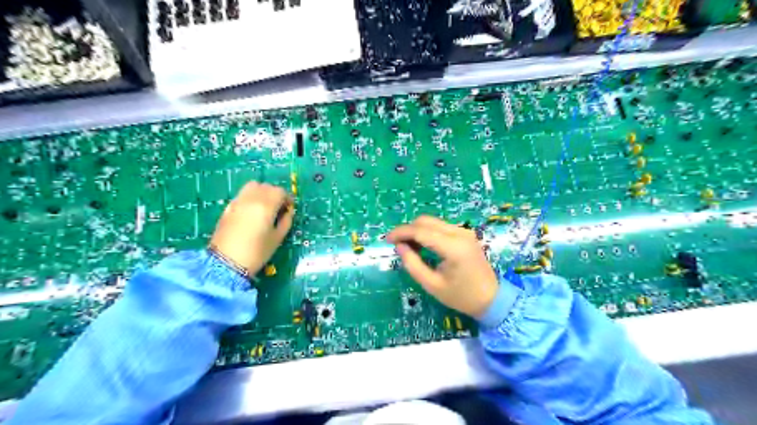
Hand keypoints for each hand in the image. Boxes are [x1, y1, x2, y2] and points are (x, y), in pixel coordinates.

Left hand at [213, 183, 295, 274]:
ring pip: (253, 186)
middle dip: (275, 194)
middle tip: (279, 208)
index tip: (289, 209)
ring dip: (262, 192)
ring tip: (264, 207)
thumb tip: (288, 212)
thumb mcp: (277, 238)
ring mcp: (238, 201)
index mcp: (266, 205)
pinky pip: (243, 194)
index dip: (287, 199)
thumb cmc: (257, 252)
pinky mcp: (228, 207)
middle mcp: (252, 198)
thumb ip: (286, 221)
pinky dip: (251, 197)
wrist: (226, 262)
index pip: (280, 192)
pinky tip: (252, 212)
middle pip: (267, 186)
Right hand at [387, 217, 500, 317]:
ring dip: (417, 230)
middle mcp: (460, 233)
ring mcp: (464, 231)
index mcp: (453, 247)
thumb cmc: (461, 297)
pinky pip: (441, 227)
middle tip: (396, 244)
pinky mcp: (465, 234)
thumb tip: (399, 246)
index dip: (401, 233)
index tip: (387, 240)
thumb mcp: (432, 285)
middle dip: (407, 229)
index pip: (421, 231)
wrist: (491, 299)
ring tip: (407, 246)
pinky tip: (422, 245)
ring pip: (433, 222)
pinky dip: (427, 232)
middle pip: (426, 221)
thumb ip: (413, 264)